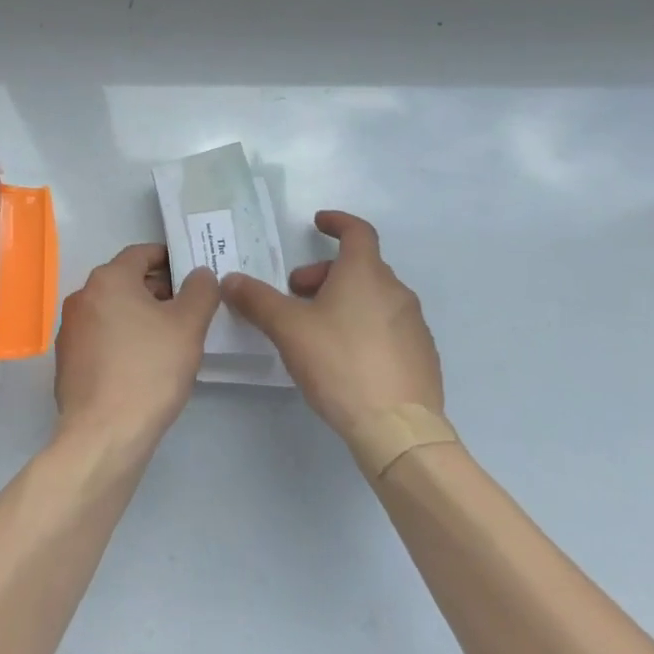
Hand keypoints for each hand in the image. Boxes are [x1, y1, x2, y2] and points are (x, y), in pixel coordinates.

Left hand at [54, 244, 218, 452]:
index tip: (192, 274)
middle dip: (157, 289)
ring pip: (113, 310)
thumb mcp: (188, 326)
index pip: (141, 253)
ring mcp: (70, 329)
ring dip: (140, 315)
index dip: (169, 259)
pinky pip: (101, 337)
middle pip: (126, 281)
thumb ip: (200, 291)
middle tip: (188, 309)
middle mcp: (82, 296)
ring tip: (170, 338)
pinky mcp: (67, 360)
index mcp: (108, 279)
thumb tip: (199, 274)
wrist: (103, 434)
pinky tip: (143, 363)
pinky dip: (122, 338)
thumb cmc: (149, 370)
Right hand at [220, 211, 442, 441]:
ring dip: (345, 300)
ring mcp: (414, 325)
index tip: (318, 224)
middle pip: (360, 267)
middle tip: (297, 296)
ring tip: (318, 330)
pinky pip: (389, 326)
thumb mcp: (288, 329)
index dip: (336, 222)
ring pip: (374, 297)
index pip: (357, 231)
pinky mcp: (422, 356)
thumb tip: (231, 279)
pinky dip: (365, 326)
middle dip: (325, 274)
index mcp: (365, 274)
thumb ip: (257, 300)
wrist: (399, 430)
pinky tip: (346, 358)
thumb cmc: (340, 364)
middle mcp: (396, 291)